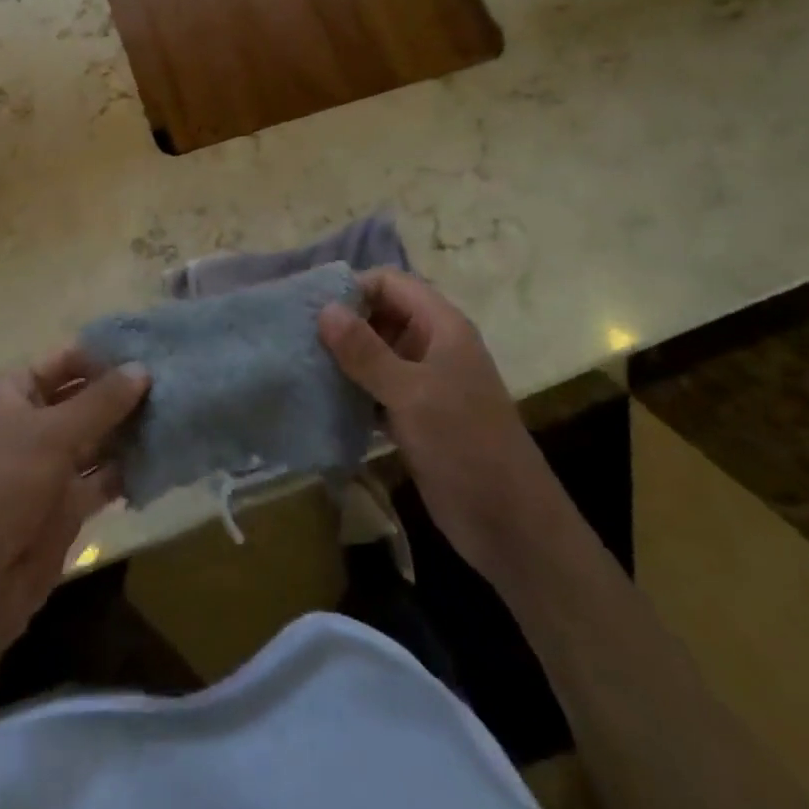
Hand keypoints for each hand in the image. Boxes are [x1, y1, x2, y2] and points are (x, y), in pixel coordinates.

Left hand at [0, 347, 148, 648]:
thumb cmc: (3, 484)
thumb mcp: (53, 432)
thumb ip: (101, 400)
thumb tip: (143, 369)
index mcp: (13, 392)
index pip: (66, 360)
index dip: (105, 355)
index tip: (153, 350)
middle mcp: (30, 423)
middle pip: (85, 398)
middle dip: (124, 393)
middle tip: (176, 381)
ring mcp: (48, 465)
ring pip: (97, 438)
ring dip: (131, 430)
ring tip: (178, 414)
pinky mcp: (65, 504)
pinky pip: (103, 477)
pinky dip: (128, 469)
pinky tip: (163, 456)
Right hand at [319, 269, 553, 581]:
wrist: (511, 526)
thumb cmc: (465, 445)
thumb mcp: (411, 393)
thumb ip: (365, 350)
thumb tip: (324, 308)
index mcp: (441, 326)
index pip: (390, 283)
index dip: (353, 288)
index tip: (310, 306)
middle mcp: (432, 345)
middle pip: (380, 315)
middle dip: (342, 323)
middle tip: (297, 337)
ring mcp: (424, 382)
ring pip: (376, 354)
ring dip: (343, 358)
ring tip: (299, 364)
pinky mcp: (415, 416)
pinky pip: (376, 389)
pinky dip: (352, 390)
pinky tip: (320, 399)